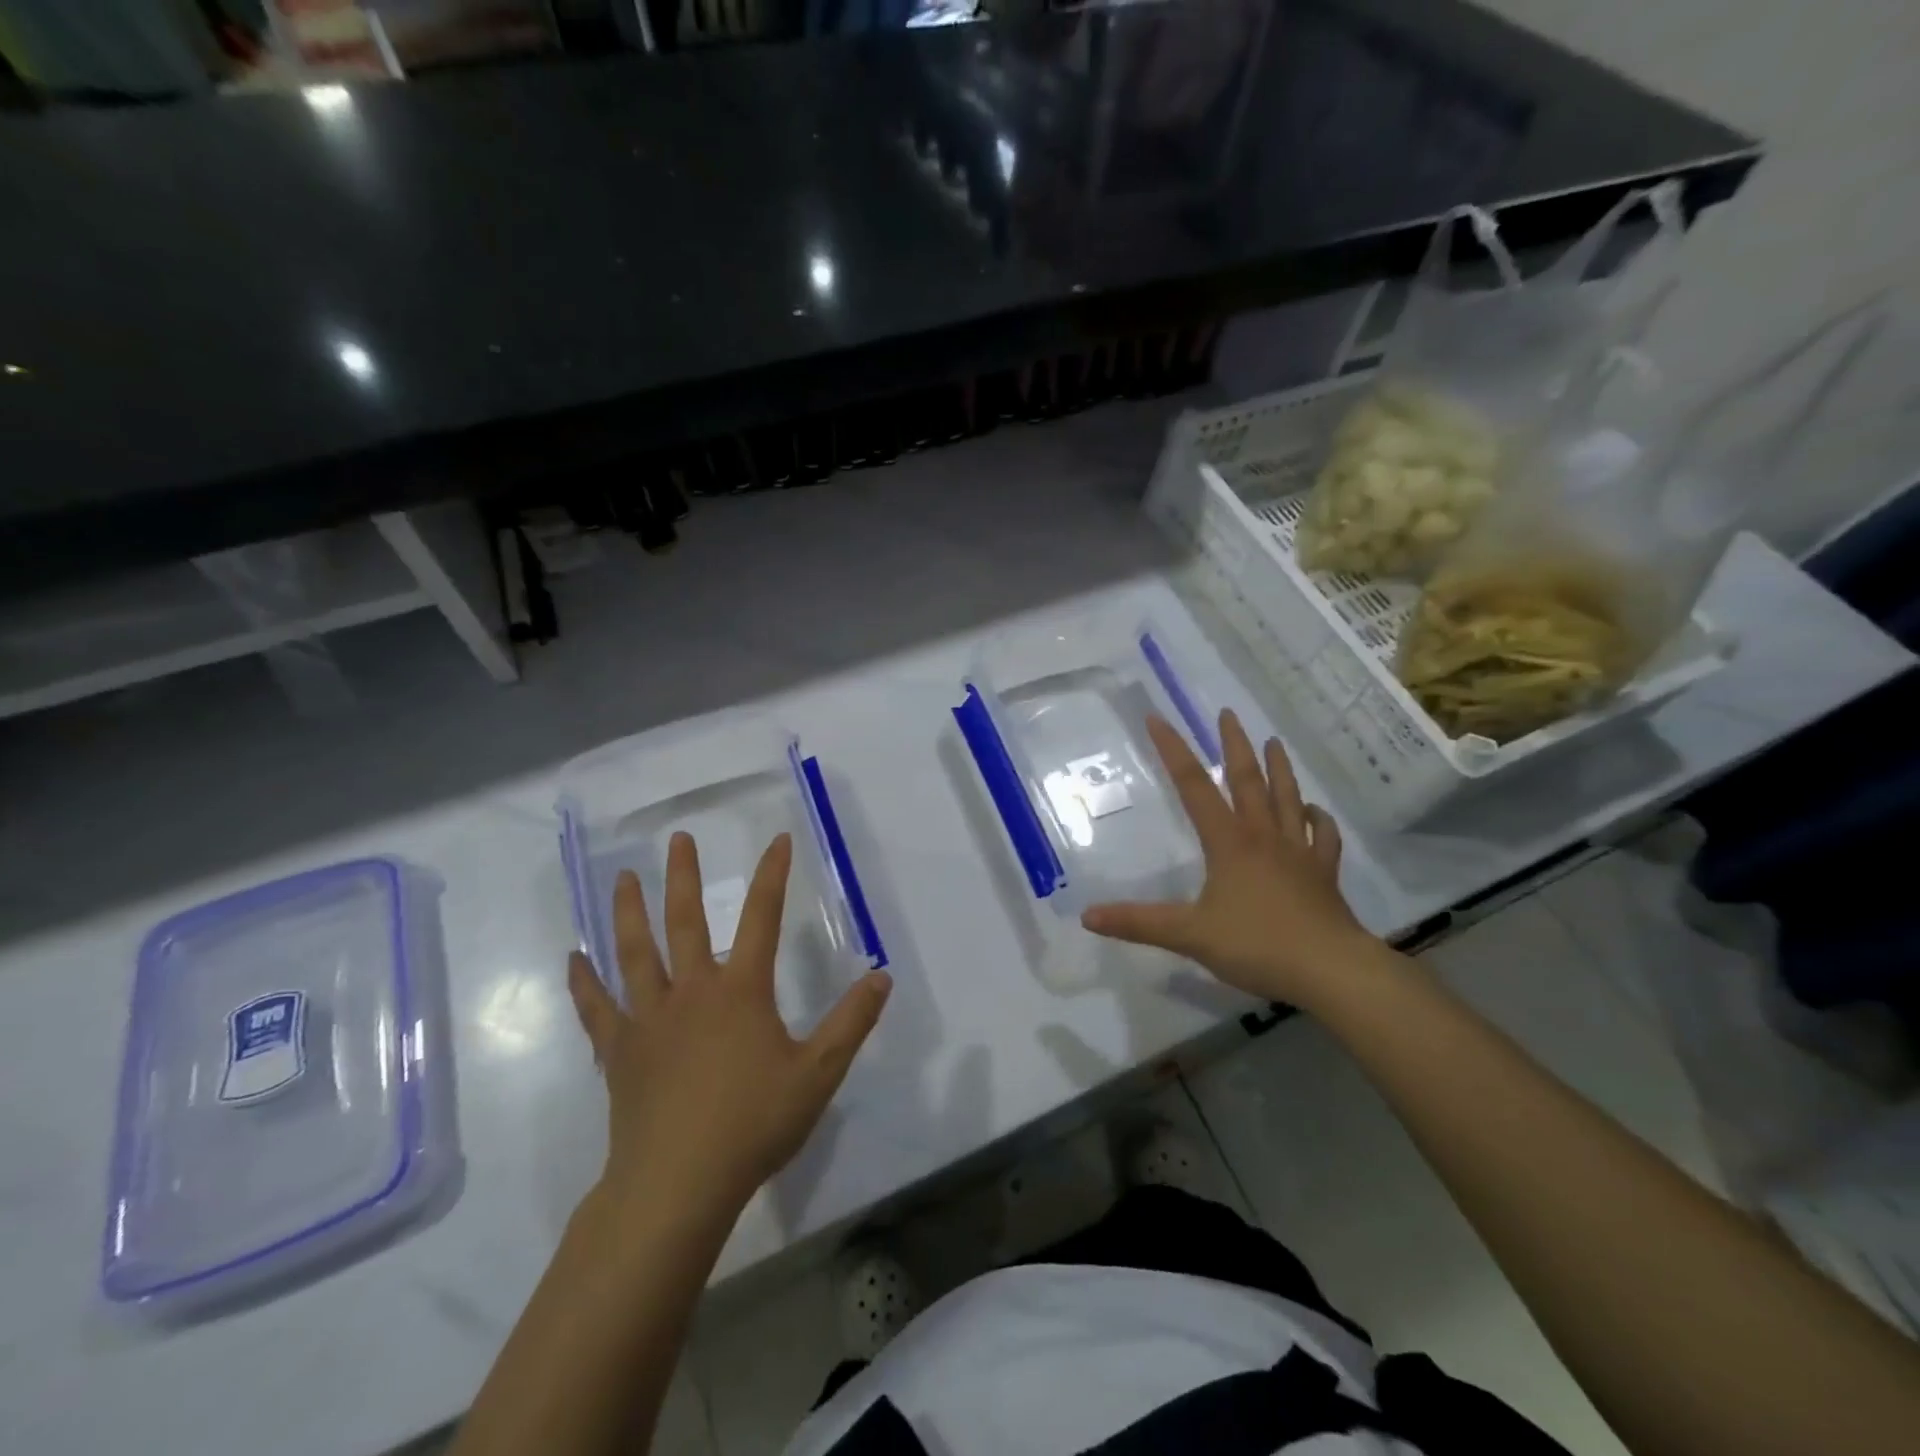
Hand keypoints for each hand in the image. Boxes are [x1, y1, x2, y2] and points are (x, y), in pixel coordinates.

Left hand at [567, 832, 891, 1226]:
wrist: (677, 1185)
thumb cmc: (753, 1124)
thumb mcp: (818, 1074)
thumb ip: (851, 1022)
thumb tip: (882, 977)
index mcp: (740, 991)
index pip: (762, 918)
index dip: (772, 876)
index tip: (776, 840)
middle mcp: (691, 991)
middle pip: (685, 922)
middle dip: (683, 877)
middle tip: (677, 839)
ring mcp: (649, 1020)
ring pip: (634, 953)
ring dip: (628, 912)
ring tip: (623, 877)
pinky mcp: (619, 1052)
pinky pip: (597, 1008)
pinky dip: (583, 982)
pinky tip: (572, 959)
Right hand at [1081, 709, 1371, 1006]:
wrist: (1331, 970)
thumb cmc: (1258, 945)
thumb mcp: (1189, 935)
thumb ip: (1138, 924)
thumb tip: (1087, 915)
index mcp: (1229, 842)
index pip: (1194, 787)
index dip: (1174, 751)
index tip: (1158, 718)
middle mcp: (1263, 836)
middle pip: (1248, 780)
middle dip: (1234, 744)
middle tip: (1228, 713)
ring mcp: (1298, 852)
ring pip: (1287, 798)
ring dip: (1279, 768)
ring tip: (1273, 741)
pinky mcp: (1323, 873)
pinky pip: (1322, 835)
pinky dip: (1317, 818)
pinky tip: (1313, 811)